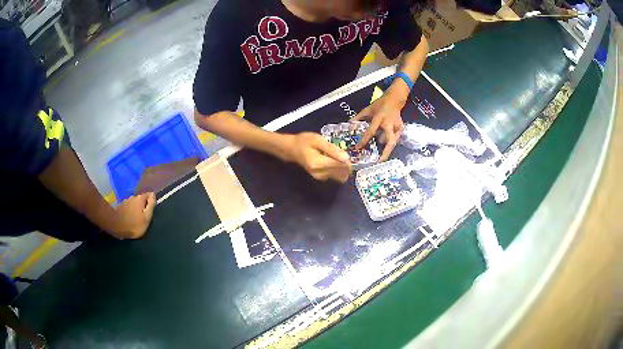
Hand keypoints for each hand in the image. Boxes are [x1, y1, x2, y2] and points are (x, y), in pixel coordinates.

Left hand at [113, 193, 155, 238]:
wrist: (116, 227)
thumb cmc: (134, 224)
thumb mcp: (146, 217)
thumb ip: (151, 205)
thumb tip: (153, 194)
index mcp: (140, 198)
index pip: (149, 195)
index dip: (151, 201)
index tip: (151, 209)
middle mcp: (133, 197)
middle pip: (140, 199)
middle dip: (142, 205)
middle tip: (143, 215)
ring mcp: (125, 201)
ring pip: (133, 203)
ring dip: (135, 207)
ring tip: (136, 217)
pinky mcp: (120, 206)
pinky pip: (128, 206)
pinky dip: (130, 210)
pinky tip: (129, 217)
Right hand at [284, 132, 351, 182]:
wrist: (292, 149)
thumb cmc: (304, 142)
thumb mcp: (318, 140)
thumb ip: (333, 149)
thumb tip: (347, 158)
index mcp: (319, 164)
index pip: (341, 167)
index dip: (348, 161)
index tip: (346, 153)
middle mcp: (320, 174)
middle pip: (341, 173)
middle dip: (345, 165)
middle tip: (340, 153)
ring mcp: (320, 177)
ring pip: (339, 176)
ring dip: (341, 167)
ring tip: (334, 156)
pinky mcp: (321, 177)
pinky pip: (334, 175)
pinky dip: (337, 168)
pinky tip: (330, 160)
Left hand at [352, 95, 404, 161]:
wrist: (395, 100)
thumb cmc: (380, 104)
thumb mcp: (368, 109)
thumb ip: (359, 117)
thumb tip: (350, 125)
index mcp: (379, 118)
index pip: (371, 131)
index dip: (364, 140)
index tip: (358, 148)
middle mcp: (389, 124)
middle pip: (389, 141)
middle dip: (385, 153)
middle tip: (379, 162)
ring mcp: (397, 127)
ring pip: (392, 142)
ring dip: (386, 148)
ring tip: (380, 155)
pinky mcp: (401, 129)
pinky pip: (395, 139)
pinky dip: (390, 143)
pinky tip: (386, 147)